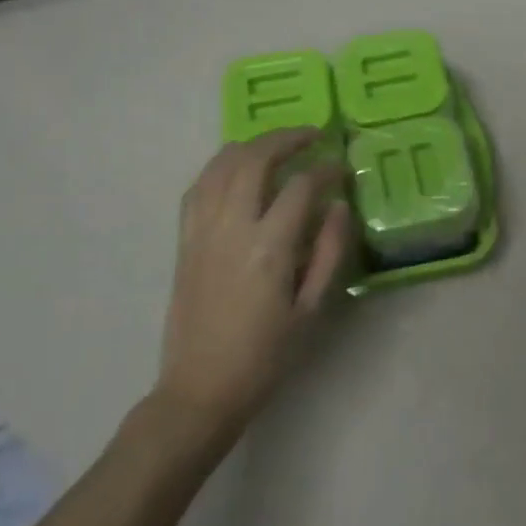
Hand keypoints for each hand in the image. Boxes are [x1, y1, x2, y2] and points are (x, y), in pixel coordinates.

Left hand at [158, 129, 349, 430]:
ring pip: (221, 165)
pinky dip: (220, 167)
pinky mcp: (184, 240)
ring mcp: (201, 231)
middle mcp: (231, 227)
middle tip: (311, 136)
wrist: (201, 389)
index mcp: (268, 247)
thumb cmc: (266, 356)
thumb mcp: (312, 309)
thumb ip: (329, 251)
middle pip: (255, 159)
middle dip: (286, 139)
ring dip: (252, 145)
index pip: (301, 186)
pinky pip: (198, 186)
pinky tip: (236, 169)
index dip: (326, 170)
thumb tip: (339, 205)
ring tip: (277, 144)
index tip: (342, 168)